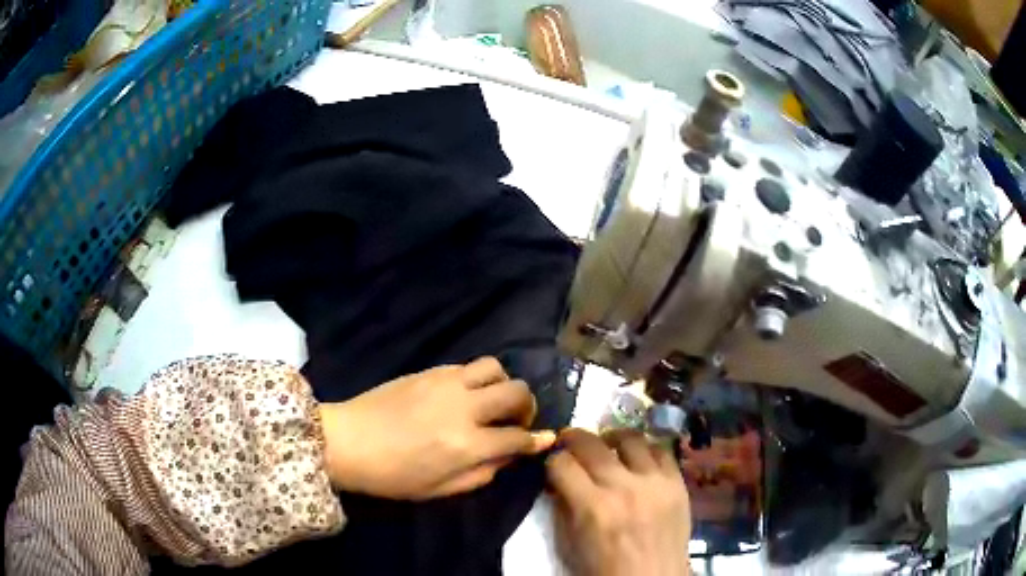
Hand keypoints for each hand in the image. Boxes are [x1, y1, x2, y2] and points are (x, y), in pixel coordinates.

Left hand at [319, 357, 555, 499]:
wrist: (348, 442)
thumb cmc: (393, 476)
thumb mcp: (441, 490)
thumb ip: (482, 474)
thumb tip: (509, 455)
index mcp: (467, 445)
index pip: (518, 437)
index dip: (538, 440)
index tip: (547, 439)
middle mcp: (464, 408)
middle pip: (517, 393)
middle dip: (527, 407)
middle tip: (516, 420)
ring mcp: (447, 384)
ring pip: (496, 368)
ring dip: (504, 384)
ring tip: (492, 401)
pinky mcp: (430, 370)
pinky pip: (468, 366)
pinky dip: (477, 379)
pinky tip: (465, 394)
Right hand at [547, 429, 691, 575]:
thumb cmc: (605, 569)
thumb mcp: (570, 543)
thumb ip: (563, 507)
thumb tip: (558, 479)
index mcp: (592, 508)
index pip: (562, 464)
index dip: (551, 460)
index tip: (552, 464)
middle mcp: (623, 488)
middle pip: (591, 443)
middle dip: (572, 438)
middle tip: (569, 441)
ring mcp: (655, 482)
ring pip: (630, 437)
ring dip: (612, 438)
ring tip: (607, 445)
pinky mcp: (677, 483)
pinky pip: (662, 451)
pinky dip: (646, 449)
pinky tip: (638, 458)